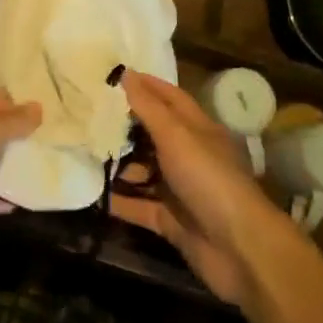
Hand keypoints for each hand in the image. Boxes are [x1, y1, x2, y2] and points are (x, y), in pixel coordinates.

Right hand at [111, 71, 297, 302]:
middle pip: (154, 134)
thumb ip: (148, 107)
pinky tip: (91, 193)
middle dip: (125, 124)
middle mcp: (190, 155)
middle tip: (88, 112)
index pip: (170, 98)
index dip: (145, 85)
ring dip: (118, 163)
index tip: (113, 75)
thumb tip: (126, 73)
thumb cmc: (209, 179)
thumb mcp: (177, 136)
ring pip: (144, 171)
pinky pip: (139, 207)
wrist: (240, 250)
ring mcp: (181, 190)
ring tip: (82, 149)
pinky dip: (119, 201)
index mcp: (198, 129)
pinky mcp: (171, 221)